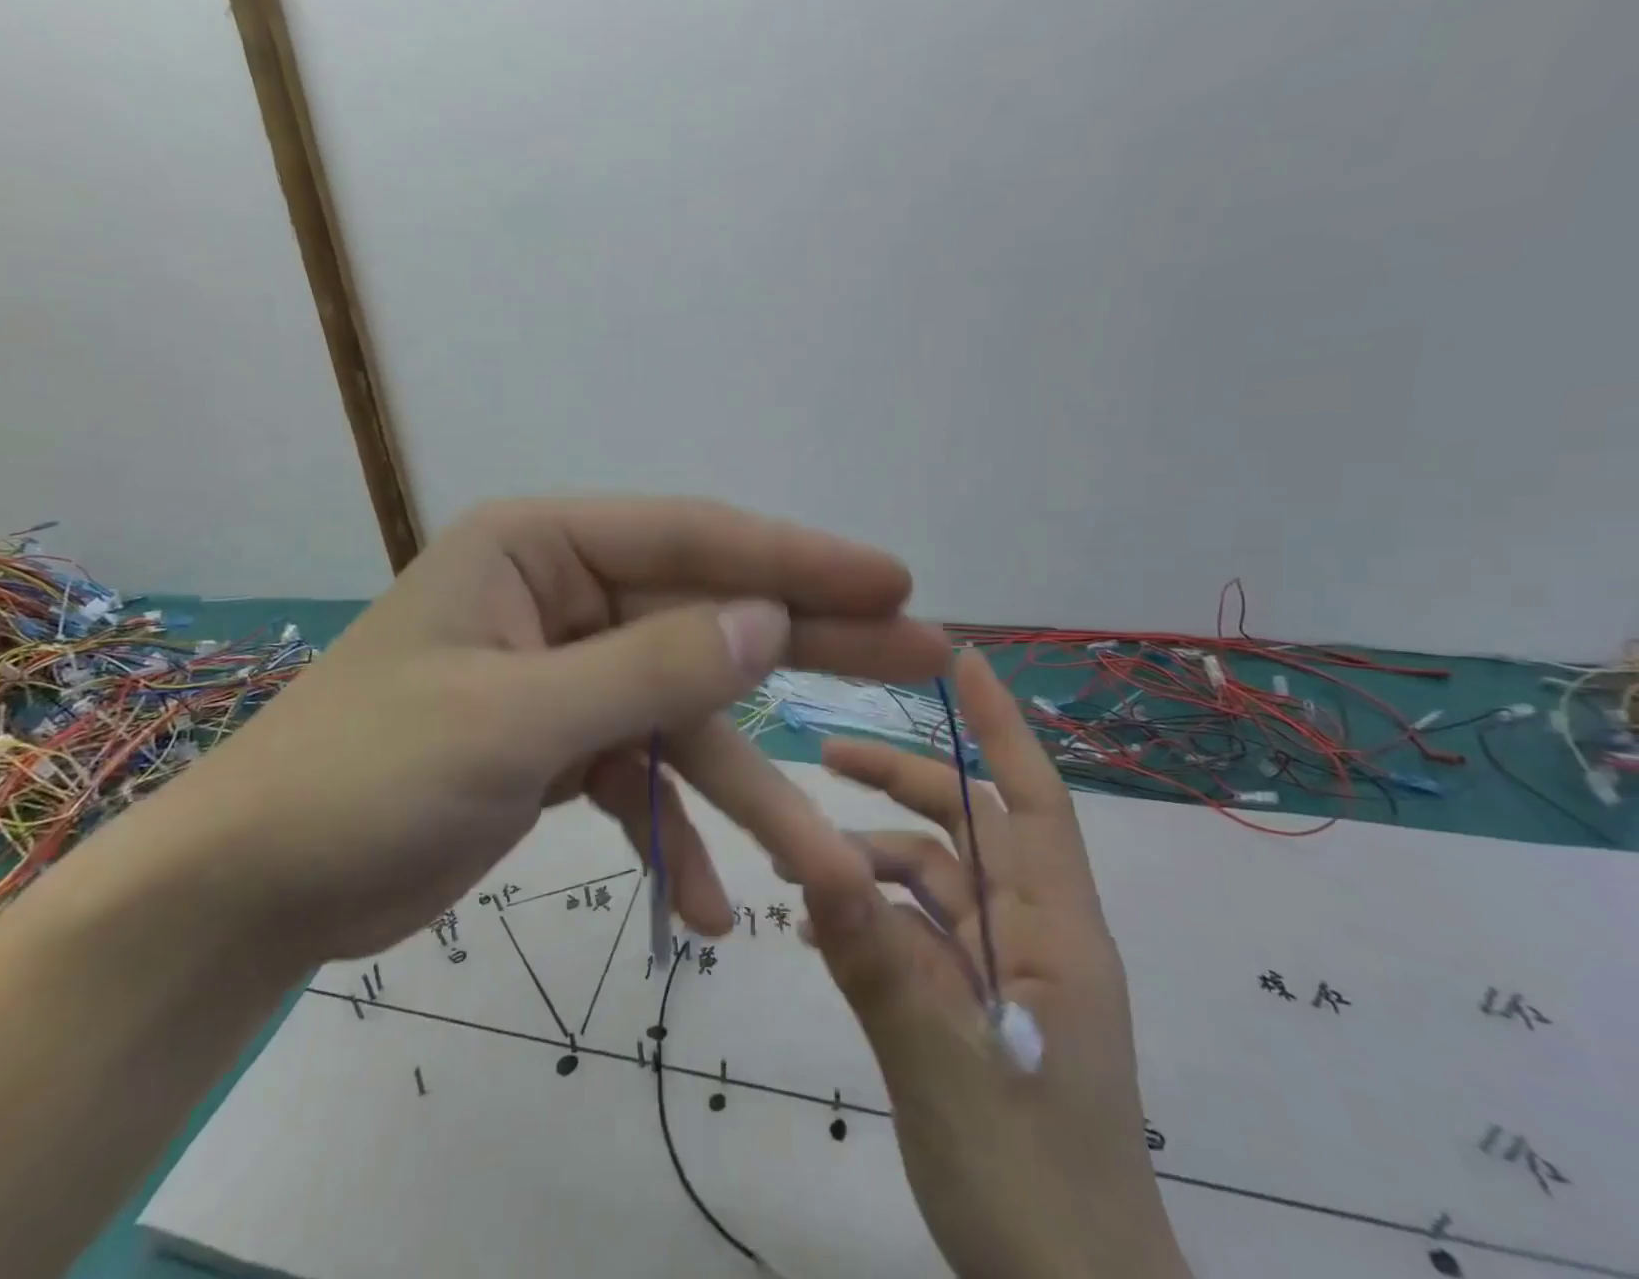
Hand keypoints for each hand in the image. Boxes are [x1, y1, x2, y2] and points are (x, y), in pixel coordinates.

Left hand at [169, 497, 950, 968]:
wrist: (259, 885)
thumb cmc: (367, 778)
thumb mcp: (517, 718)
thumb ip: (651, 666)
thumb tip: (770, 621)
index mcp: (540, 549)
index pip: (693, 539)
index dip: (798, 560)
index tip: (892, 582)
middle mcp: (562, 596)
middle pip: (709, 615)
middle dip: (811, 645)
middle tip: (920, 651)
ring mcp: (567, 673)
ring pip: (684, 718)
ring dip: (744, 796)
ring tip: (820, 868)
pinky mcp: (561, 744)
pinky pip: (642, 778)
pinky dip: (674, 836)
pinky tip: (704, 905)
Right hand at [803, 651, 1190, 1278]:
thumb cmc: (1034, 1192)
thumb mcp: (943, 1070)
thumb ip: (878, 963)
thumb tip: (813, 860)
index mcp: (1055, 932)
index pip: (1032, 800)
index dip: (1000, 725)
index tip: (962, 660)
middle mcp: (1032, 934)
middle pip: (966, 827)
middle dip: (902, 783)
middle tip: (827, 756)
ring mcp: (1000, 971)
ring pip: (931, 880)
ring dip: (869, 862)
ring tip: (796, 867)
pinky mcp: (969, 1005)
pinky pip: (914, 934)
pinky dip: (868, 918)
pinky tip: (819, 929)